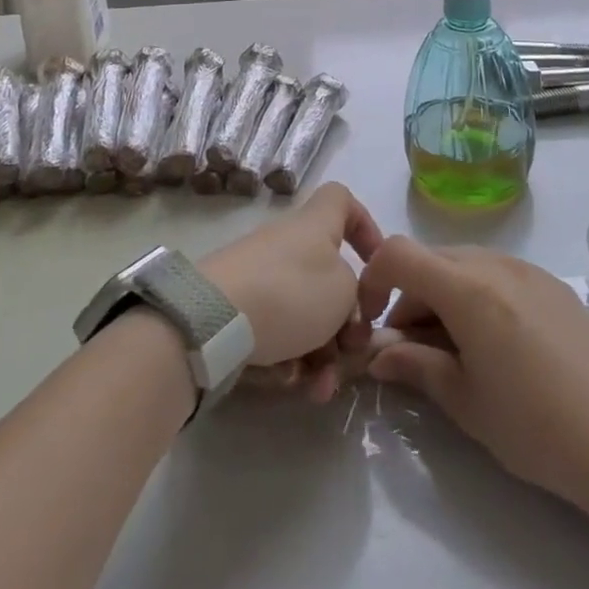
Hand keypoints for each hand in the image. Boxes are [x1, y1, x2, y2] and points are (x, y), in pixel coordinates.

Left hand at [199, 183, 382, 401]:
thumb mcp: (345, 291)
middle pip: (328, 276)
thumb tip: (346, 303)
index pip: (343, 201)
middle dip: (345, 322)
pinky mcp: (239, 310)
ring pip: (305, 315)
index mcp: (316, 225)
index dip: (365, 226)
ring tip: (320, 388)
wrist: (214, 319)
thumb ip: (356, 294)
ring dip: (321, 354)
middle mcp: (288, 244)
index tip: (375, 265)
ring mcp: (261, 276)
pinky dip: (288, 358)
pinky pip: (277, 332)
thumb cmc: (291, 292)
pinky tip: (289, 382)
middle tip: (351, 353)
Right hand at [357, 238, 588, 513]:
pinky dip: (475, 294)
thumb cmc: (536, 426)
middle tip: (410, 349)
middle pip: (430, 258)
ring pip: (463, 263)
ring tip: (452, 349)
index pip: (398, 254)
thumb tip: (378, 355)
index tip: (371, 323)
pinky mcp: (551, 283)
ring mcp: (527, 269)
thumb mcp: (465, 402)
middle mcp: (494, 263)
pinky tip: (493, 343)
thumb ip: (416, 367)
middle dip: (408, 295)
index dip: (373, 280)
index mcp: (466, 287)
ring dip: (441, 293)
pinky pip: (496, 273)